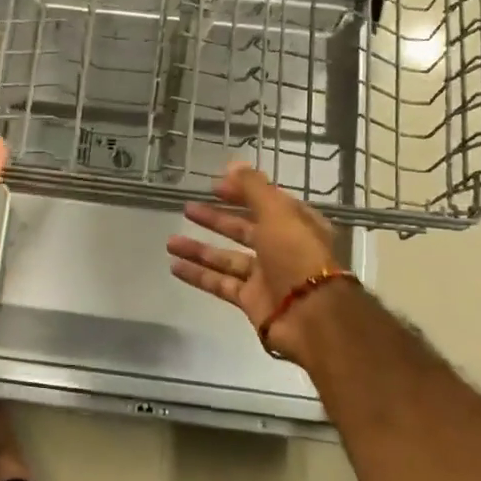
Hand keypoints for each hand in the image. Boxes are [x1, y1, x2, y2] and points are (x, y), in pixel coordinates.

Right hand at [166, 162, 341, 363]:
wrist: (311, 315)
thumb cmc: (297, 255)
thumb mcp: (278, 212)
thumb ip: (253, 188)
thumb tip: (232, 164)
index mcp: (296, 224)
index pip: (266, 202)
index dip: (241, 192)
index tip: (213, 186)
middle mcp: (282, 248)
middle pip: (244, 230)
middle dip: (216, 219)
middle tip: (187, 209)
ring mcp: (266, 276)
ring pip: (227, 258)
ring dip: (200, 249)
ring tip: (169, 241)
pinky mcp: (252, 301)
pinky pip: (221, 284)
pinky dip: (199, 275)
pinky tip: (174, 266)